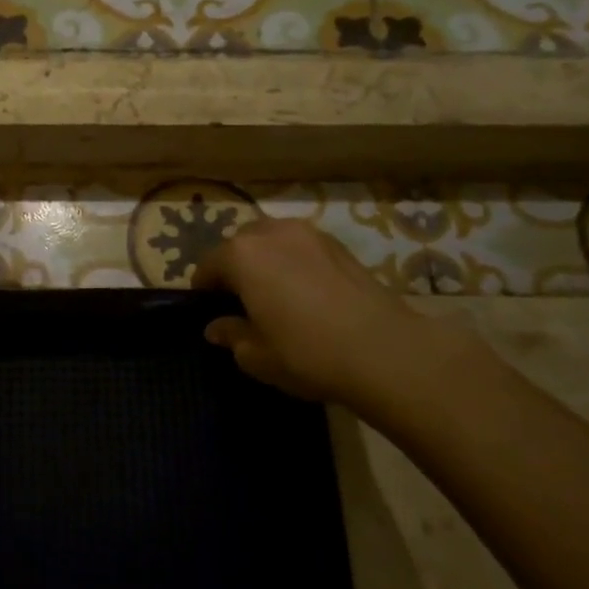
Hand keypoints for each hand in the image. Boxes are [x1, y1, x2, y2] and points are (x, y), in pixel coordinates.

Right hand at [194, 218, 474, 408]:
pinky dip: (294, 262)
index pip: (208, 265)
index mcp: (241, 255)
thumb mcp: (256, 355)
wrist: (384, 351)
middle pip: (239, 245)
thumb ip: (231, 335)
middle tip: (243, 303)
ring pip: (271, 241)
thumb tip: (216, 327)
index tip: (211, 312)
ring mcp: (307, 233)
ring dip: (265, 261)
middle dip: (234, 269)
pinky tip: (306, 292)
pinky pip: (301, 247)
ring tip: (276, 294)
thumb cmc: (307, 352)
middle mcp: (270, 233)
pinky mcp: (338, 244)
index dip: (204, 290)